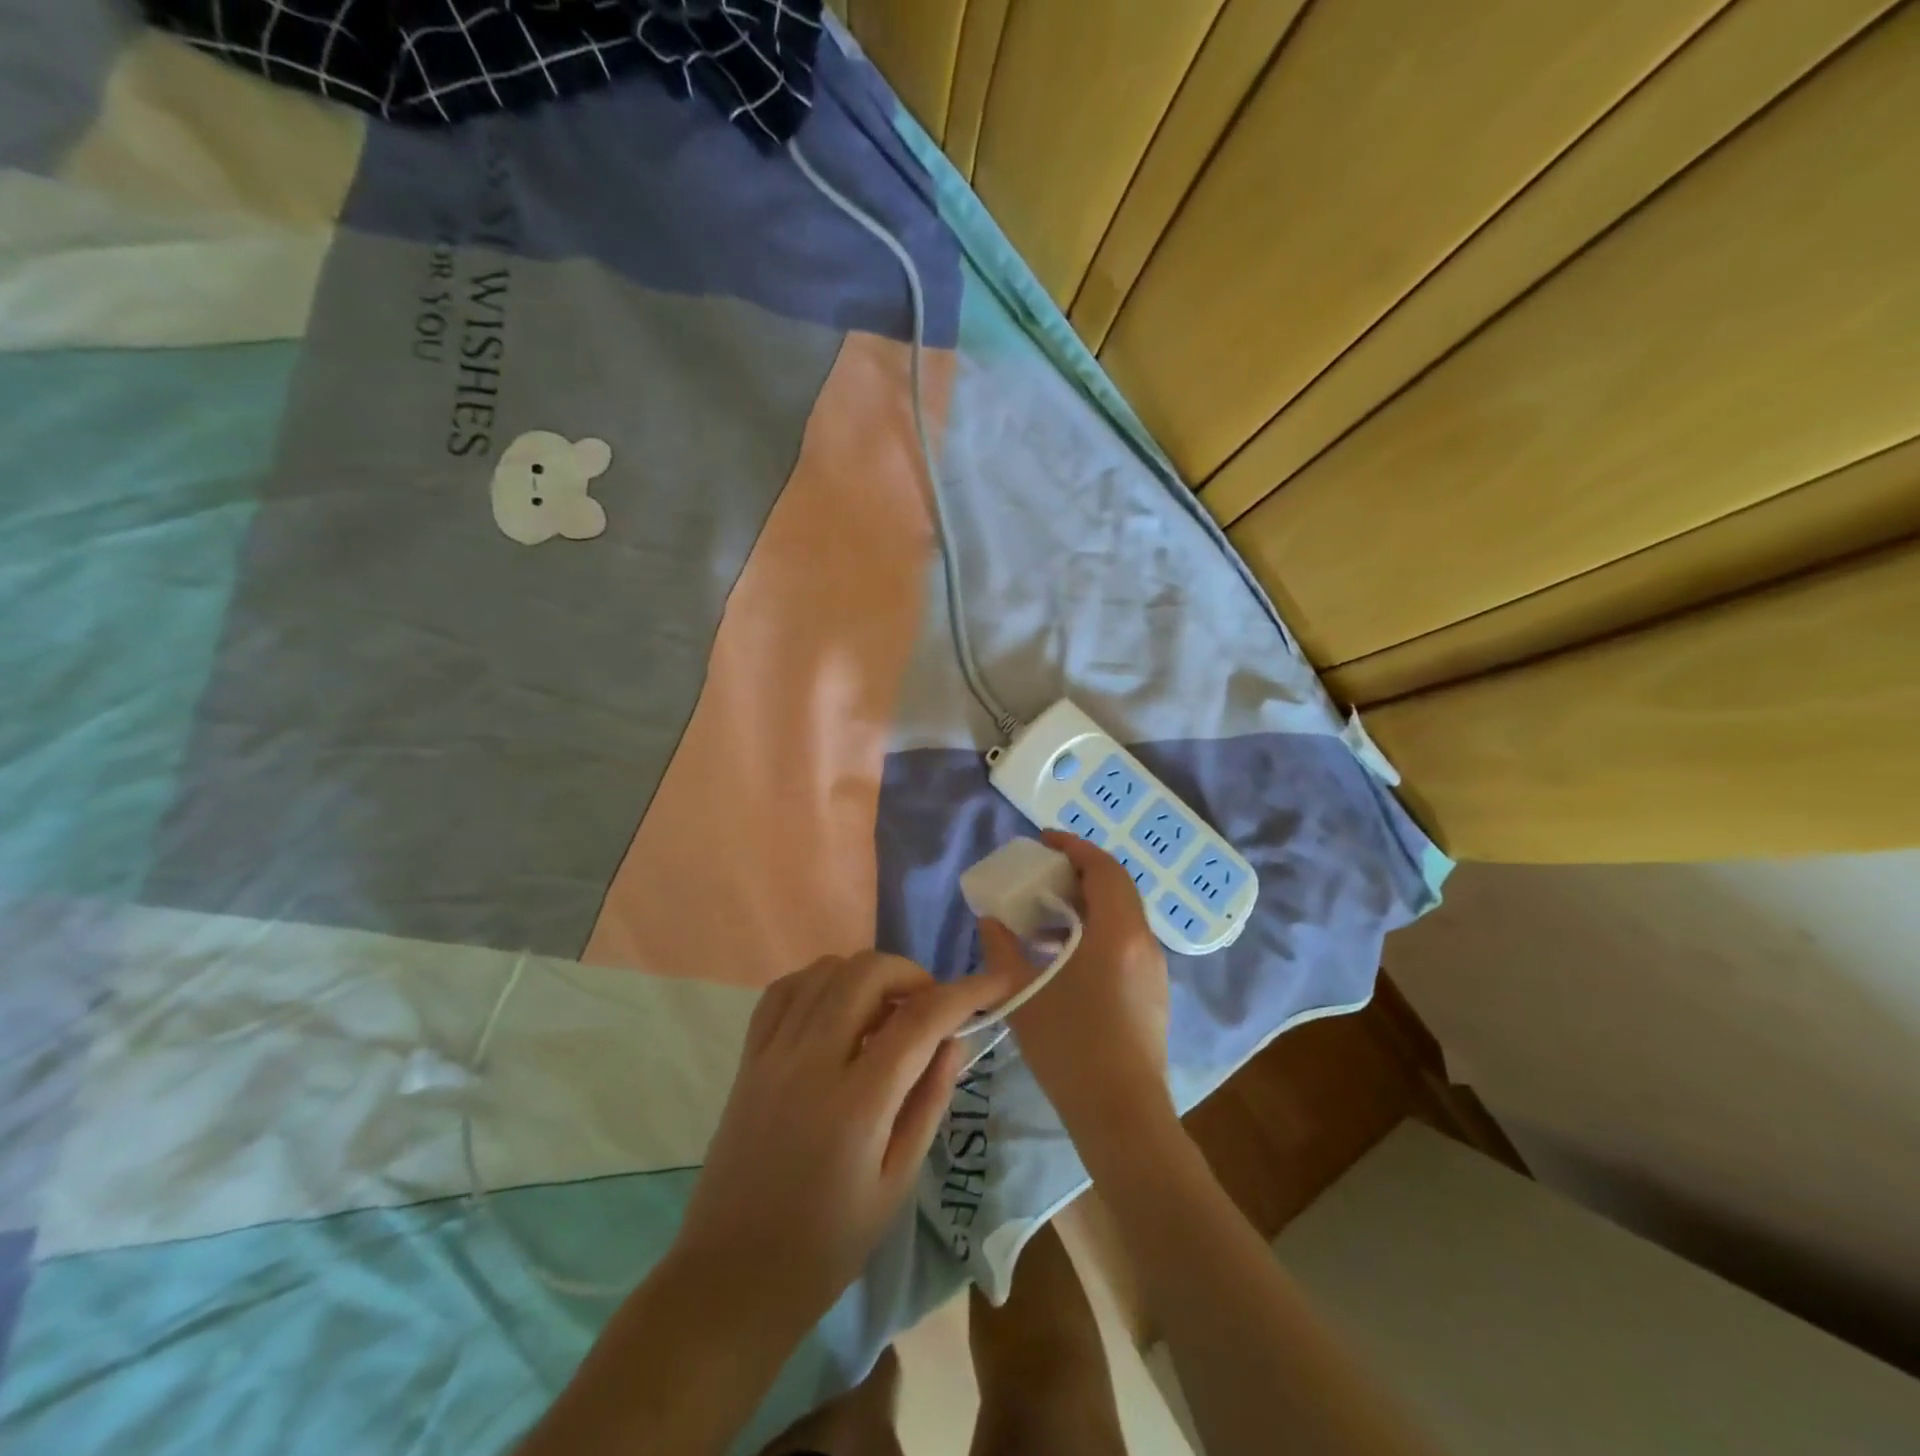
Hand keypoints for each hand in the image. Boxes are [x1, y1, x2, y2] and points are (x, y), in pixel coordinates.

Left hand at [670, 950, 1018, 1326]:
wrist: (731, 1278)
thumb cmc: (826, 1245)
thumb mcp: (896, 1185)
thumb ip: (928, 1103)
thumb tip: (954, 1041)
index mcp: (857, 1103)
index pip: (920, 1020)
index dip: (965, 992)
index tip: (996, 982)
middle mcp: (812, 1062)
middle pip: (868, 973)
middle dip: (913, 974)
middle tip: (929, 1007)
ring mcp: (773, 1054)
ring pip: (826, 970)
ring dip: (868, 975)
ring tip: (886, 1009)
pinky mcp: (749, 1058)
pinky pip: (784, 990)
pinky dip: (819, 981)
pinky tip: (836, 1006)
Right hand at [980, 831, 1173, 1137]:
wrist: (1121, 1114)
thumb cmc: (1071, 1046)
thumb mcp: (1023, 994)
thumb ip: (1002, 949)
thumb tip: (990, 921)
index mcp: (1118, 932)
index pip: (1103, 869)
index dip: (1074, 847)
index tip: (1045, 840)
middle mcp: (1143, 942)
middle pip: (1116, 888)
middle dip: (1079, 873)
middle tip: (1042, 874)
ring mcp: (1153, 969)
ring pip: (1122, 916)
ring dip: (1086, 905)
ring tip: (1045, 917)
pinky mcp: (1152, 992)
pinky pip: (1124, 942)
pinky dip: (1096, 931)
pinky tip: (1065, 957)